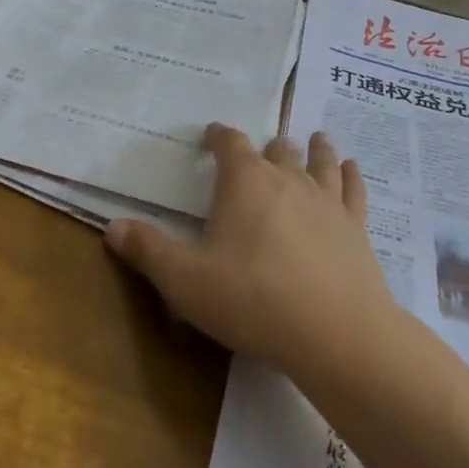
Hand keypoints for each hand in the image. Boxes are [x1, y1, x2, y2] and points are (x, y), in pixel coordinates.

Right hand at [104, 124, 394, 371]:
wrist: (337, 333)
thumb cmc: (253, 299)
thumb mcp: (185, 281)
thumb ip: (148, 250)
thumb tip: (113, 226)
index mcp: (245, 182)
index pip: (230, 143)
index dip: (219, 136)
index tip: (212, 134)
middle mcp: (288, 179)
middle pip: (277, 151)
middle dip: (267, 147)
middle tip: (263, 148)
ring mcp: (327, 201)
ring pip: (321, 162)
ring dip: (316, 149)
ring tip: (316, 138)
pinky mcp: (355, 228)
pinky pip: (354, 191)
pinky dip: (352, 176)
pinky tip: (353, 169)